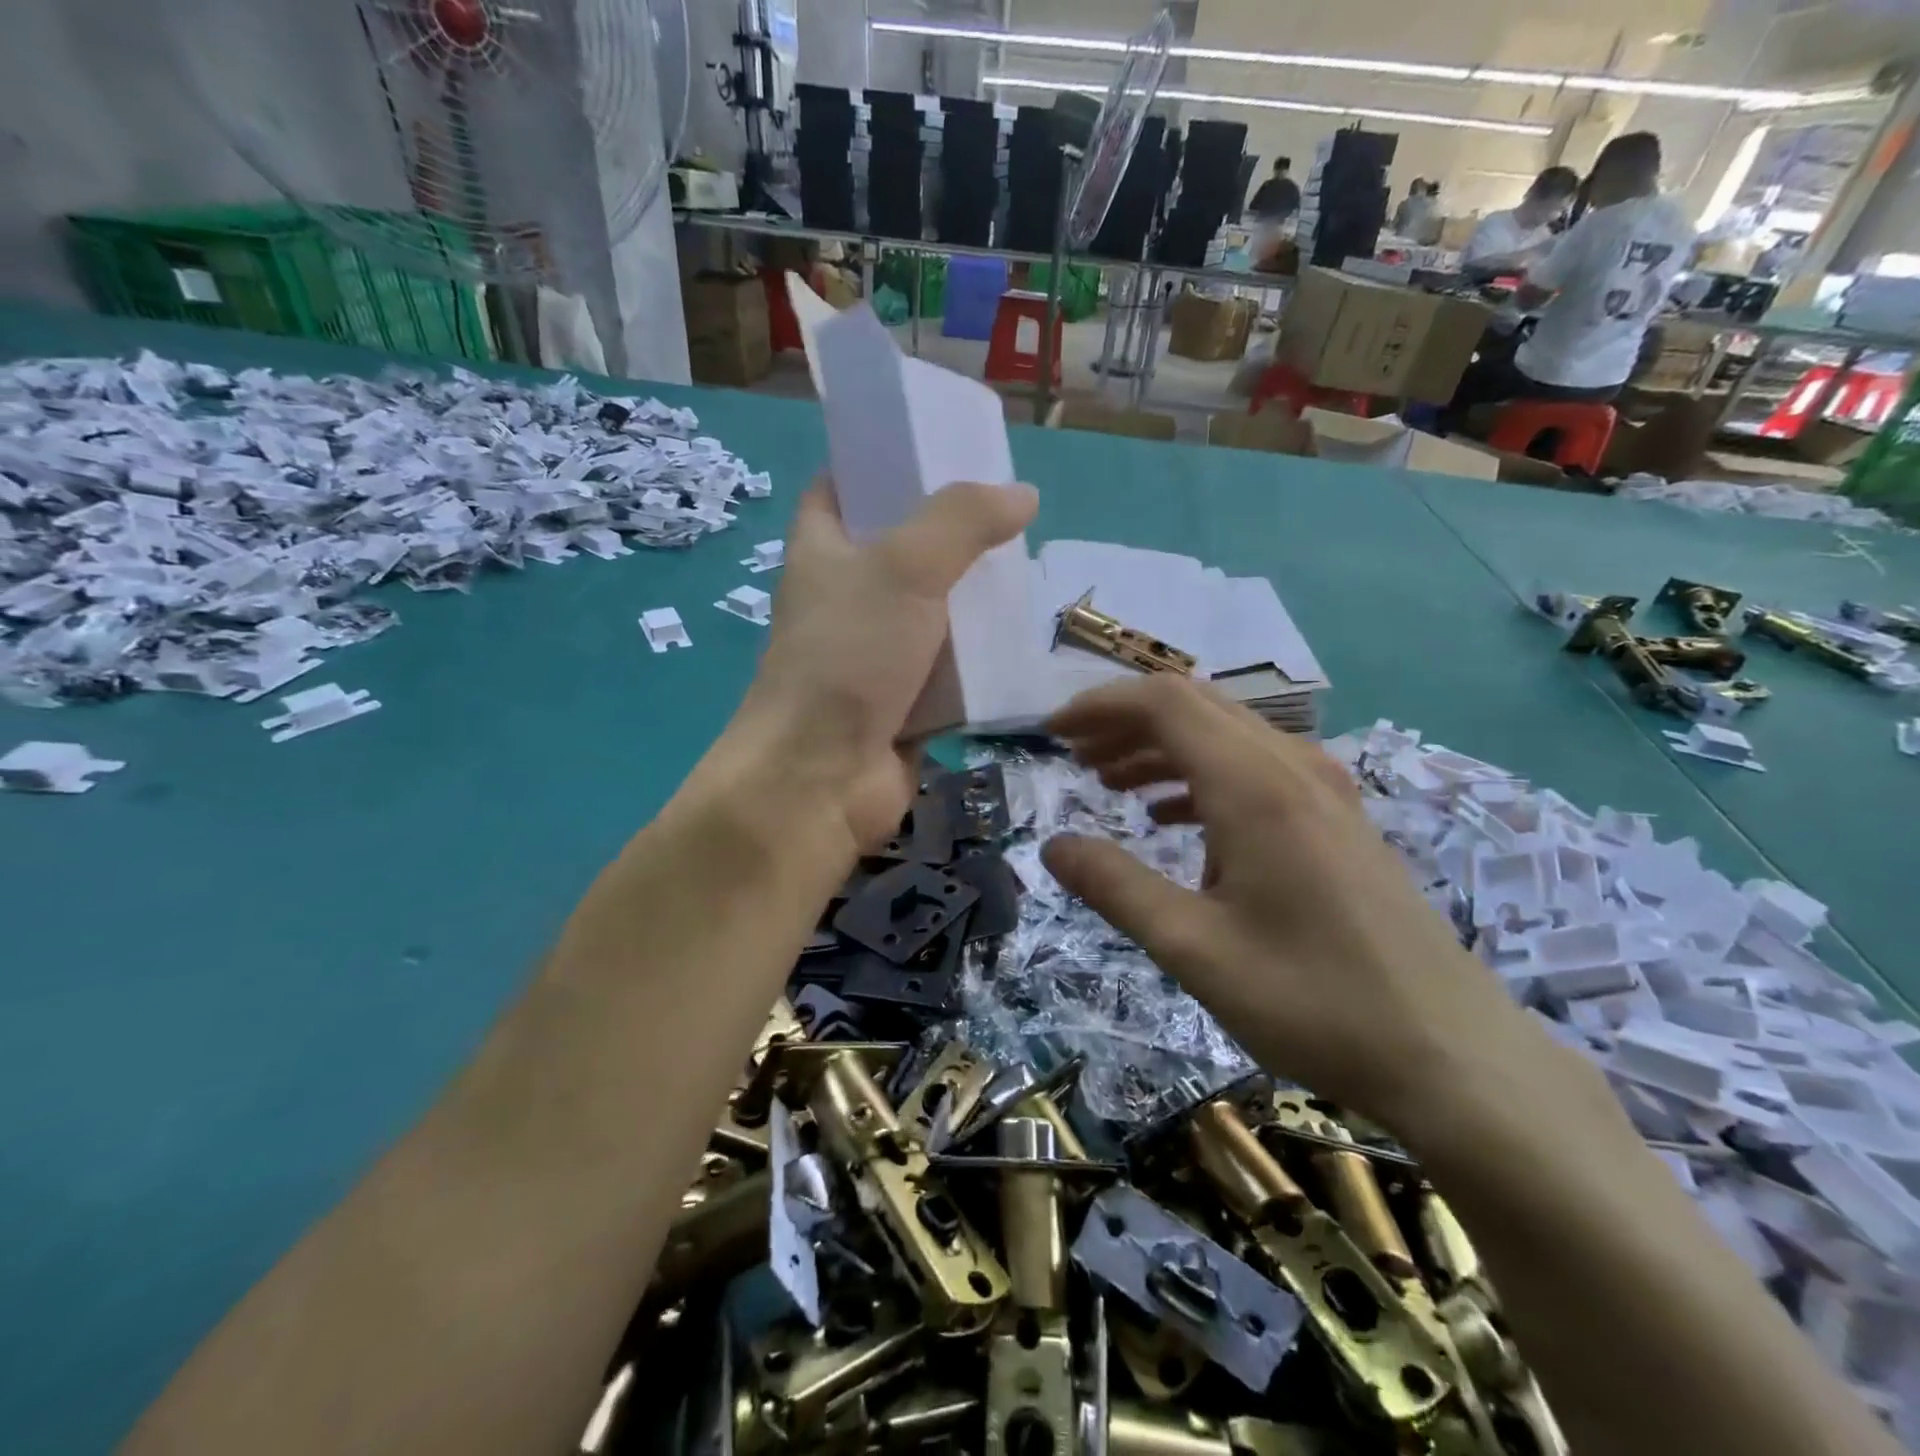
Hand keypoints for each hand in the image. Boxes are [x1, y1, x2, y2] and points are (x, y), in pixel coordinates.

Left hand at [740, 477, 1037, 851]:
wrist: (822, 777)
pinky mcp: (904, 700)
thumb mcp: (904, 567)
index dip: (881, 463)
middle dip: (951, 534)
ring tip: (1029, 571)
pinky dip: (980, 656)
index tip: (938, 449)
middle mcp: (844, 597)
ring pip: (932, 611)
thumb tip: (1023, 495)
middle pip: (900, 548)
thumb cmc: (848, 656)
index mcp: (822, 549)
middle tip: (1010, 514)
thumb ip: (962, 521)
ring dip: (973, 599)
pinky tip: (1023, 638)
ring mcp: (875, 652)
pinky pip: (950, 667)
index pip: (841, 486)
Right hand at [1040, 675, 1539, 1140]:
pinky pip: (1253, 768)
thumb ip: (1115, 887)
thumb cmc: (1312, 1001)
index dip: (1100, 707)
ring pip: (1224, 735)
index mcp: (1253, 785)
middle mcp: (1290, 766)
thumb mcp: (1193, 949)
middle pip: (1193, 706)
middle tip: (1072, 756)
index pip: (1163, 703)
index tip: (1052, 733)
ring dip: (1159, 748)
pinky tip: (1172, 818)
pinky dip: (1199, 776)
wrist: (1450, 1054)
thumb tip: (1052, 846)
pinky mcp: (1336, 819)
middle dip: (1124, 721)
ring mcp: (1322, 790)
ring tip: (1108, 783)